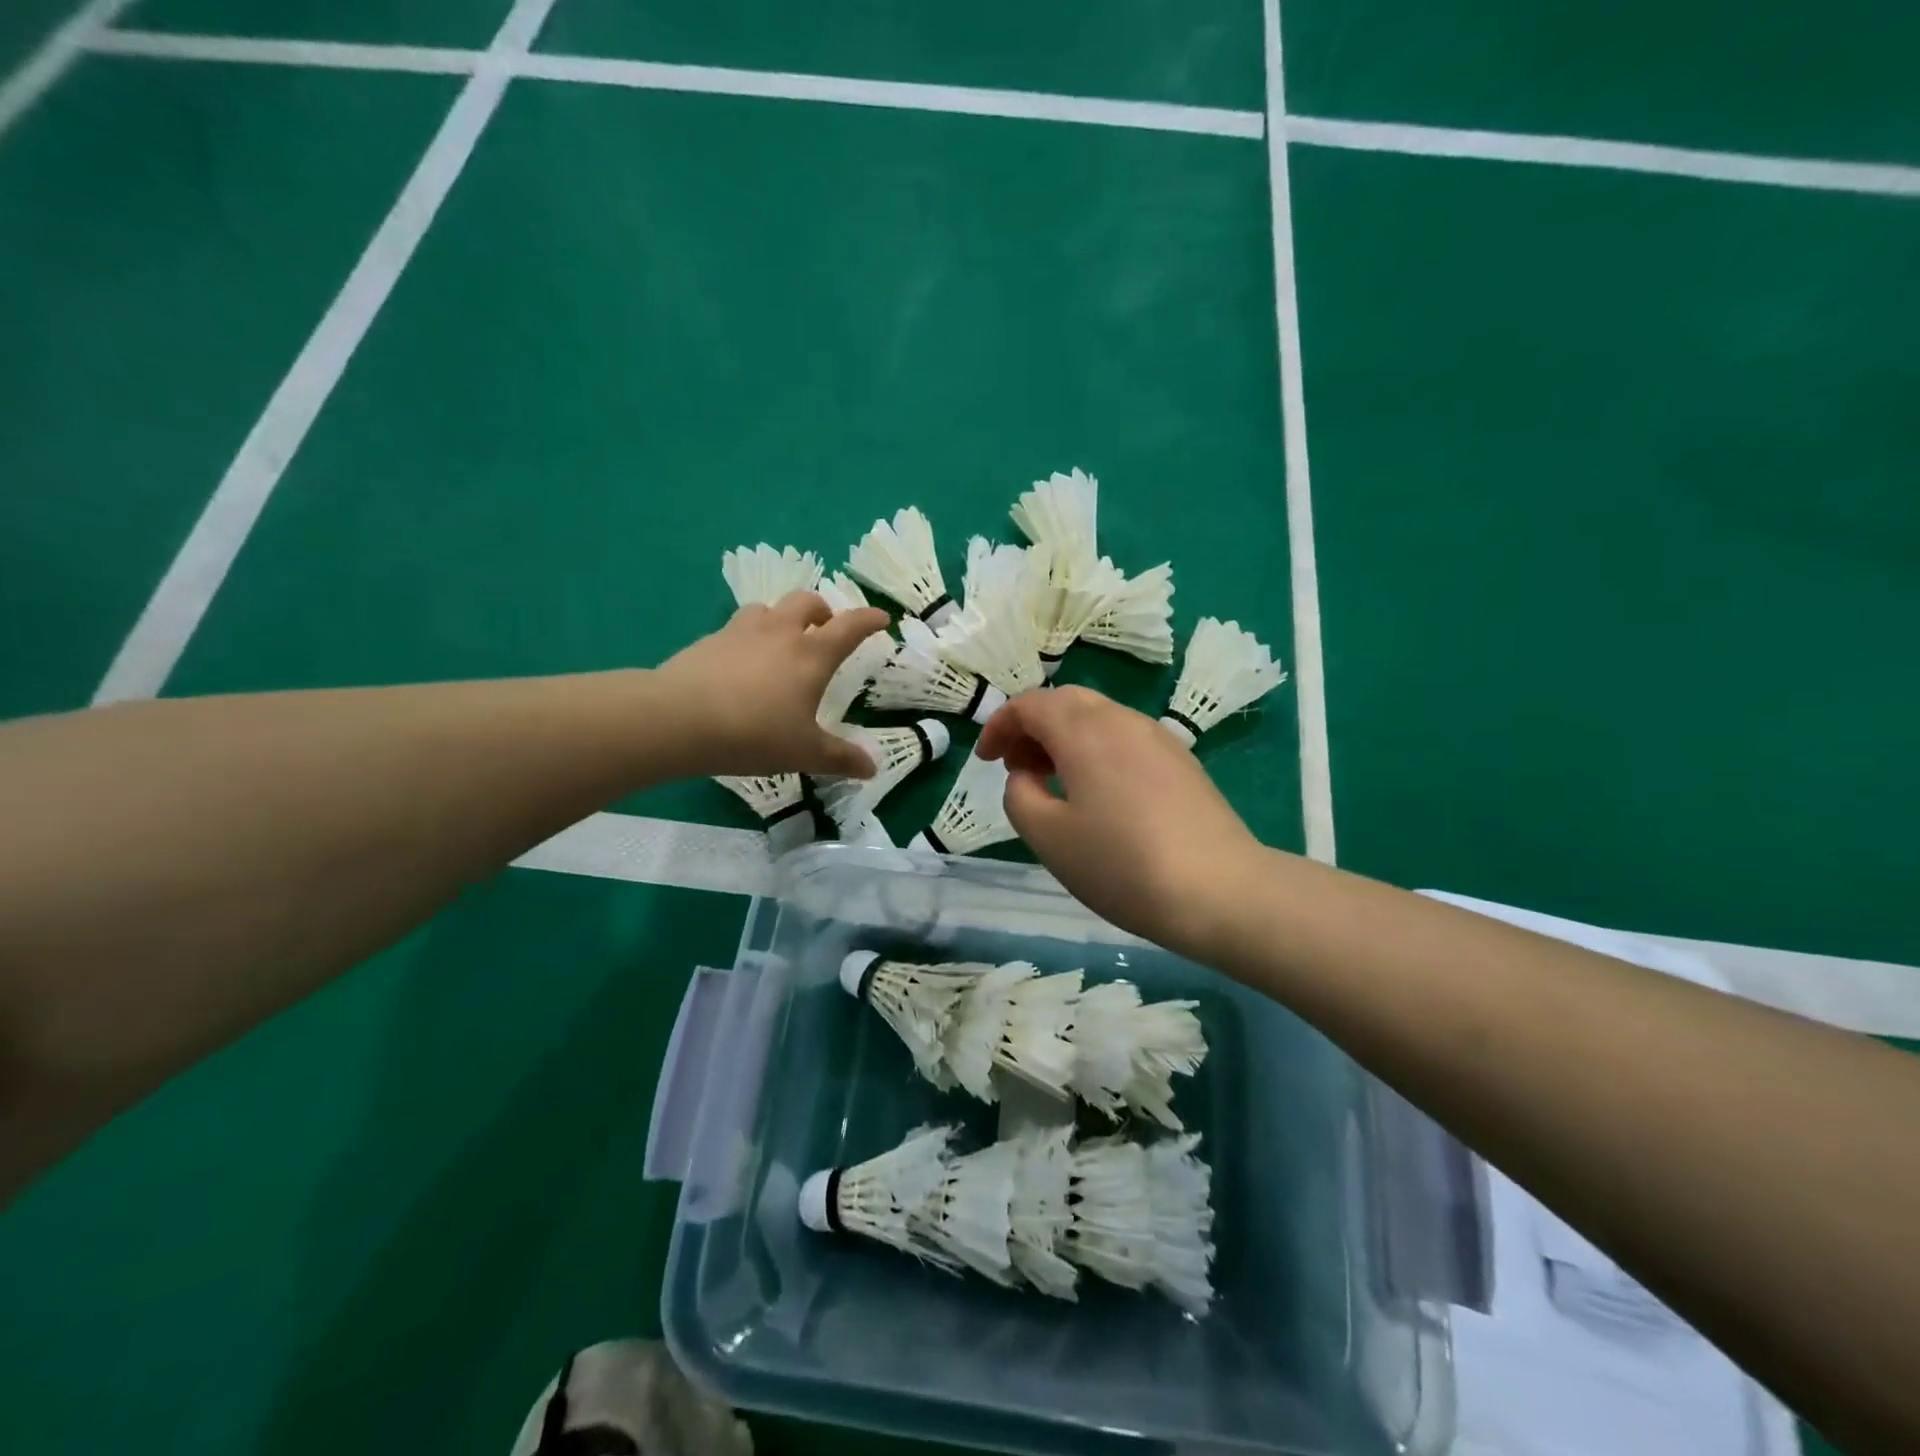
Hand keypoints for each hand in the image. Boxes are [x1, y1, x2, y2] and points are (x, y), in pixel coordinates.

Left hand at [658, 592, 889, 777]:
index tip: (881, 619)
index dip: (869, 620)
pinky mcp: (708, 642)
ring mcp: (740, 632)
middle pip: (806, 602)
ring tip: (779, 640)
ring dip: (780, 618)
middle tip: (824, 627)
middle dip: (822, 610)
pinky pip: (734, 630)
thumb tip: (872, 768)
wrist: (680, 719)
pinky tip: (739, 663)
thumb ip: (840, 759)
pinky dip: (746, 639)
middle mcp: (780, 633)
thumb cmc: (755, 733)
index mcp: (811, 655)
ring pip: (766, 609)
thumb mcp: (805, 752)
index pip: (850, 627)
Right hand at [976, 686, 1267, 958]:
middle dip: (1032, 727)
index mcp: (1084, 730)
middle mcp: (1121, 720)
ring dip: (1065, 738)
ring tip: (1053, 783)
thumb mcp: (1048, 837)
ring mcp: (1157, 737)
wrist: (1220, 890)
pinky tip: (1098, 795)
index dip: (999, 726)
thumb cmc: (1121, 864)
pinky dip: (1096, 750)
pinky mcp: (1181, 761)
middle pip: (1066, 702)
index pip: (1030, 704)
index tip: (985, 760)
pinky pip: (1125, 738)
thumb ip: (1020, 796)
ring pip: (1098, 718)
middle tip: (1016, 768)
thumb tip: (1026, 777)